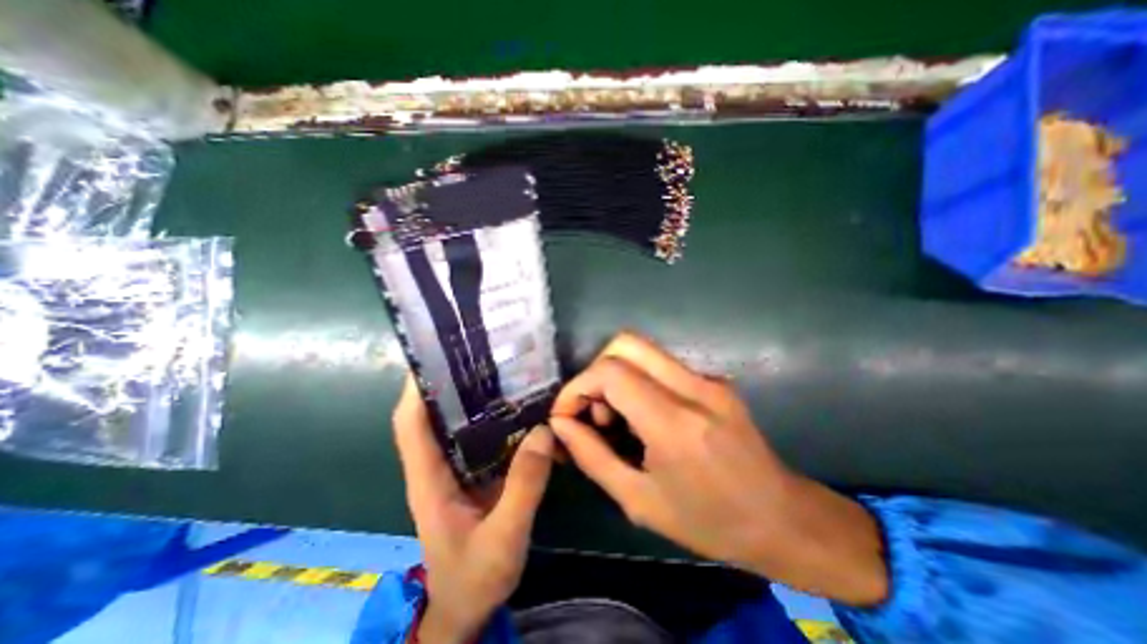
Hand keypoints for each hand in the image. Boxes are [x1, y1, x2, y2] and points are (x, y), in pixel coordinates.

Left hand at [396, 377, 554, 643]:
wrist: (468, 606)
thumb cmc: (475, 577)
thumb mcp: (503, 537)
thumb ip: (523, 486)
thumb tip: (543, 431)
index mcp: (429, 479)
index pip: (410, 425)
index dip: (415, 389)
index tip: (433, 356)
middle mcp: (438, 466)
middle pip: (435, 414)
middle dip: (451, 381)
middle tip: (481, 354)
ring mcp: (457, 469)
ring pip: (459, 423)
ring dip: (474, 396)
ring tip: (502, 370)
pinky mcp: (475, 472)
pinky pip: (482, 436)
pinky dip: (495, 417)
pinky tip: (519, 406)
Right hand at [551, 334, 889, 604]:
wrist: (783, 519)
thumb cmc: (709, 522)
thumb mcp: (639, 501)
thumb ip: (592, 457)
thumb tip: (561, 424)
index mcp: (675, 423)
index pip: (611, 373)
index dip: (577, 387)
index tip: (566, 414)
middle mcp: (694, 388)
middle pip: (626, 343)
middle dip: (595, 371)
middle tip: (593, 410)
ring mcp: (708, 379)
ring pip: (643, 349)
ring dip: (616, 374)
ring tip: (615, 416)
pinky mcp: (714, 379)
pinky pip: (661, 364)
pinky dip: (637, 379)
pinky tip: (641, 415)